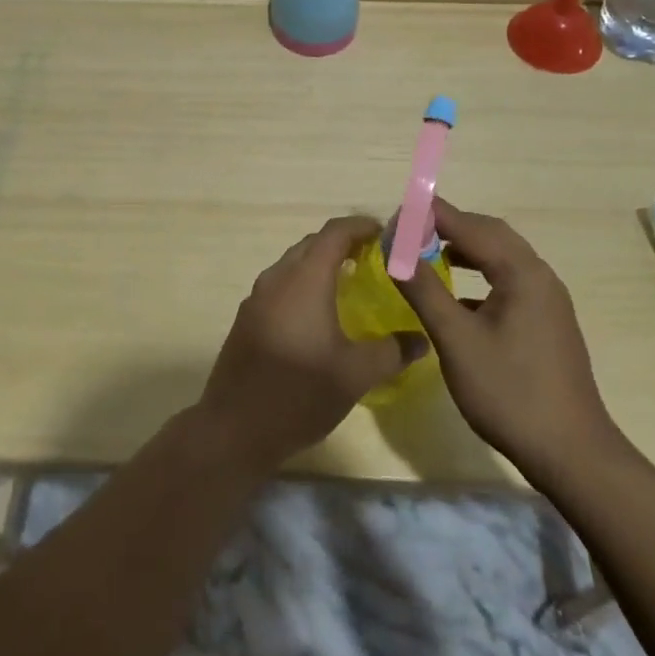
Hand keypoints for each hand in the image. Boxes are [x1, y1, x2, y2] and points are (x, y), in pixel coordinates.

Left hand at [197, 216, 428, 470]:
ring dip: (321, 265)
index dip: (361, 226)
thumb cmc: (300, 394)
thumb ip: (392, 351)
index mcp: (305, 280)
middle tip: (375, 259)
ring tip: (351, 284)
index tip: (387, 234)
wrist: (234, 428)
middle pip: (312, 244)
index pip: (334, 233)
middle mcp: (277, 279)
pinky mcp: (247, 319)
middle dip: (343, 244)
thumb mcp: (356, 374)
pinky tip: (319, 314)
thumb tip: (420, 339)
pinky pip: (281, 286)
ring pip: (293, 265)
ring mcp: (257, 298)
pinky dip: (304, 285)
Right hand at [399, 199, 619, 480]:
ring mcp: (548, 301)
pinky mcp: (547, 323)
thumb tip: (395, 249)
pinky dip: (480, 274)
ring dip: (466, 248)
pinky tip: (457, 295)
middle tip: (410, 229)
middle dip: (450, 225)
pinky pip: (509, 281)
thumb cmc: (509, 392)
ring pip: (502, 258)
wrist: (570, 453)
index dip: (432, 216)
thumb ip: (424, 289)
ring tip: (428, 253)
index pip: (471, 226)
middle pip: (491, 234)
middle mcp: (540, 276)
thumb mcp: (456, 340)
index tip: (397, 213)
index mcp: (522, 273)